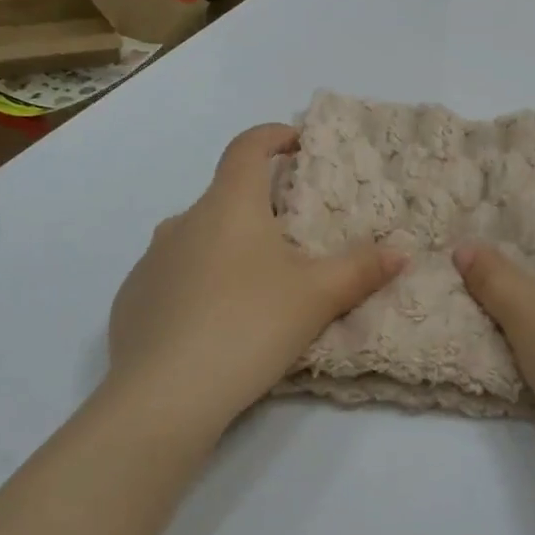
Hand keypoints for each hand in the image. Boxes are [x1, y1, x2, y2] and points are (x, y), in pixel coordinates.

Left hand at [106, 124, 405, 443]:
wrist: (161, 398)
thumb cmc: (247, 326)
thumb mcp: (317, 297)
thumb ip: (361, 269)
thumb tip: (402, 252)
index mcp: (227, 206)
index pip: (246, 148)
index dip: (273, 136)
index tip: (297, 143)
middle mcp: (183, 222)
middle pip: (225, 196)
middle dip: (260, 205)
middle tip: (294, 236)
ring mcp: (151, 261)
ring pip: (198, 237)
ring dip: (229, 245)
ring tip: (258, 284)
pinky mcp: (132, 300)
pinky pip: (174, 274)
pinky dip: (199, 281)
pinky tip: (216, 322)